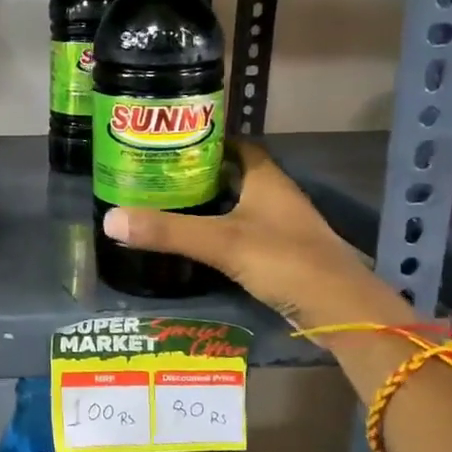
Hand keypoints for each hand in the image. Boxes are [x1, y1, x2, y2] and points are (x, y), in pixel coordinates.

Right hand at [101, 140, 367, 318]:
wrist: (341, 312)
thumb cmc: (286, 261)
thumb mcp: (222, 243)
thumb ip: (168, 231)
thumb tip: (110, 218)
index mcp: (265, 178)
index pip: (234, 144)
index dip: (204, 139)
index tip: (168, 141)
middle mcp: (273, 196)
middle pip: (232, 173)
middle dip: (196, 172)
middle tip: (155, 173)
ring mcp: (278, 226)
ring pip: (235, 203)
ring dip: (206, 202)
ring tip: (164, 203)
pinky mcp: (278, 254)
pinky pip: (240, 231)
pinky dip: (216, 230)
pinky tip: (192, 240)